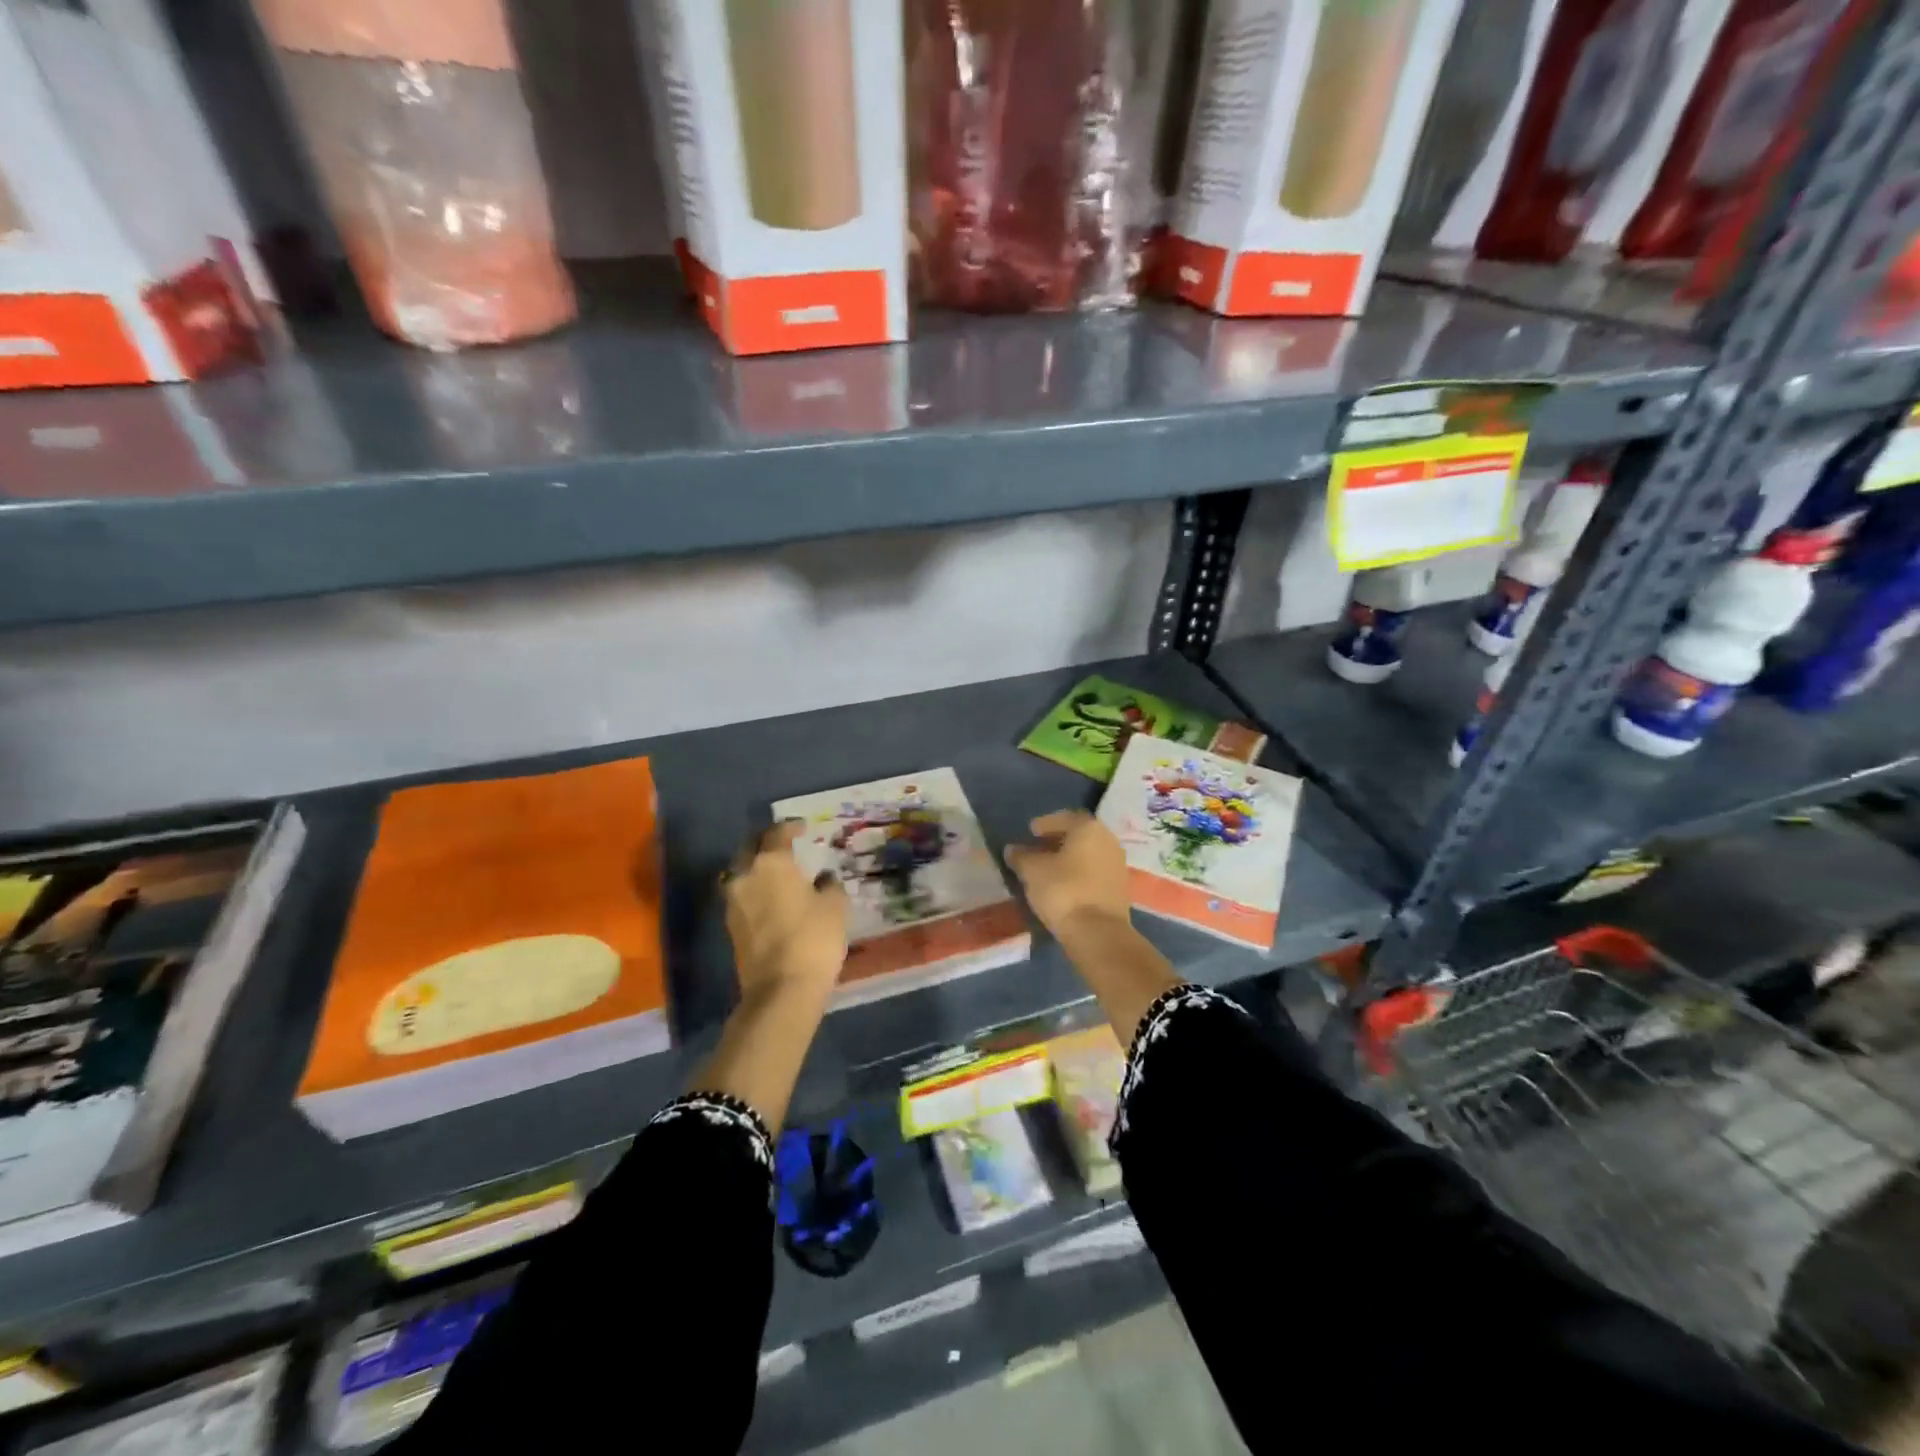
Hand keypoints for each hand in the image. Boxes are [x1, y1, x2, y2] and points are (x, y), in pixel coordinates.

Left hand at [723, 821, 848, 1007]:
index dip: (791, 827)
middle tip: (786, 844)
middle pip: (751, 848)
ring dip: (759, 868)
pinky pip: (743, 896)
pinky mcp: (731, 927)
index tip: (804, 827)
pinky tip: (773, 898)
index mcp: (770, 863)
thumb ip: (829, 885)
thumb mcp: (835, 906)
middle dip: (767, 843)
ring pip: (743, 873)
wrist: (781, 990)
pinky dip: (756, 890)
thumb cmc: (813, 938)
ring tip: (780, 873)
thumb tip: (823, 878)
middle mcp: (745, 876)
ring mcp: (733, 903)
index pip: (777, 833)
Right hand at [1004, 810, 1130, 942]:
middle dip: (1057, 840)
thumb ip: (1021, 856)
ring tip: (1047, 868)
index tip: (1030, 831)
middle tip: (1037, 848)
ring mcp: (1117, 865)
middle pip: (1079, 835)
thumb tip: (1012, 849)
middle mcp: (1108, 841)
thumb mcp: (1032, 871)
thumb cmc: (1063, 891)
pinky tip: (1063, 885)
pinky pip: (1094, 872)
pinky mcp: (1120, 889)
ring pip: (1088, 854)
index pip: (1065, 817)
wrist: (1098, 933)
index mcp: (1089, 828)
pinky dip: (1079, 873)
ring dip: (1068, 858)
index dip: (1045, 823)